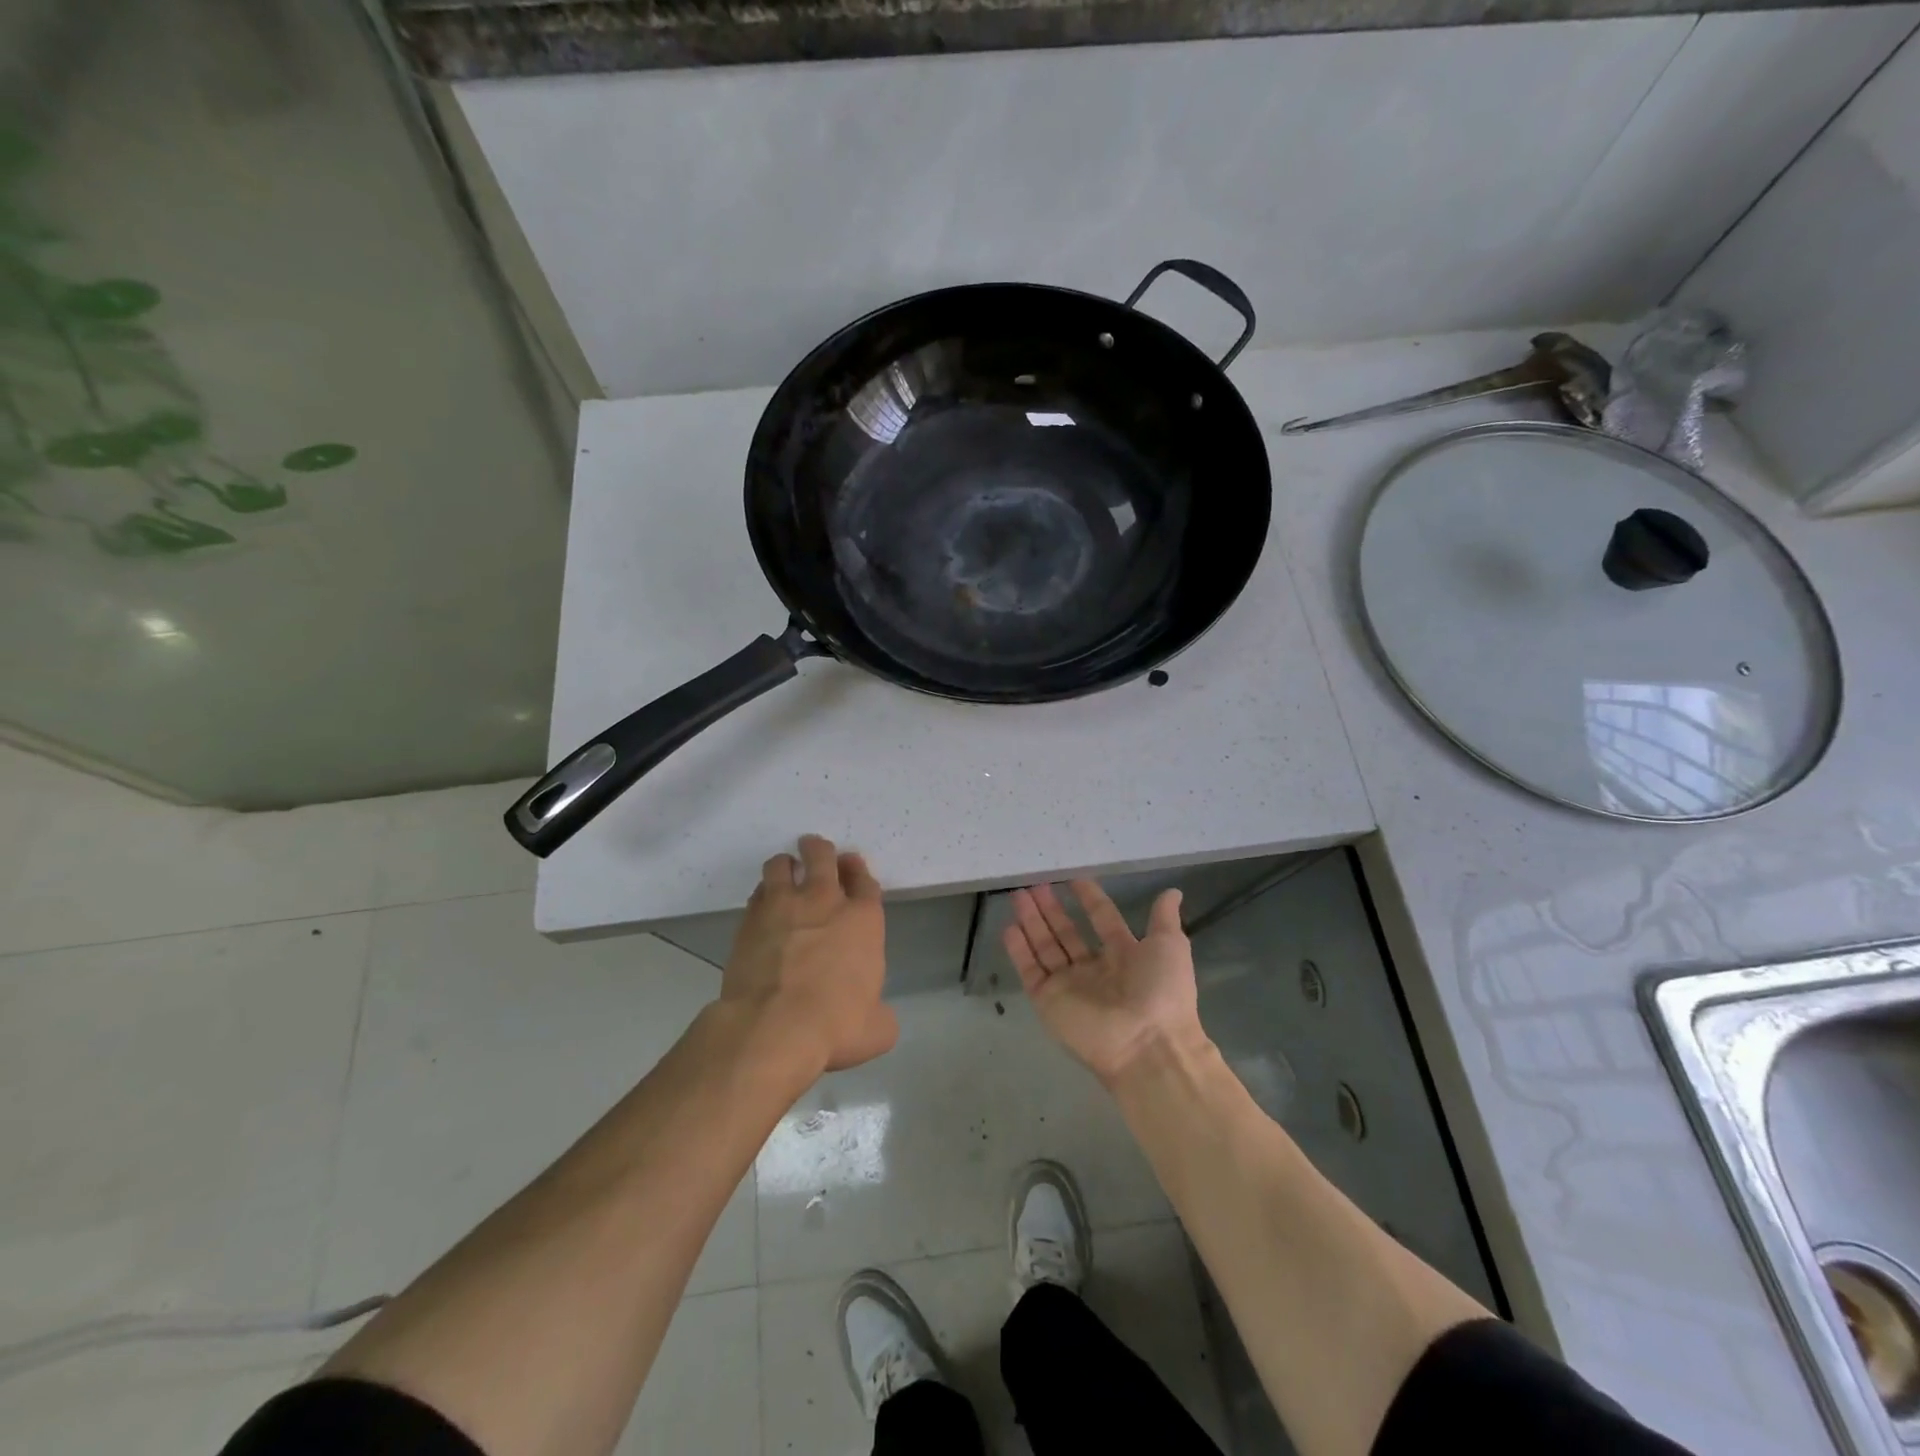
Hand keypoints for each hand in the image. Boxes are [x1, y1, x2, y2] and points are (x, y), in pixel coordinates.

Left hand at [721, 835, 896, 1074]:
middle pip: (823, 856)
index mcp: (863, 920)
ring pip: (782, 865)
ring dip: (786, 864)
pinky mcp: (750, 920)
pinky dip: (763, 893)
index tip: (852, 866)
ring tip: (784, 871)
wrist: (774, 1025)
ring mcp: (784, 906)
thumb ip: (881, 1015)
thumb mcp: (877, 1030)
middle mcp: (825, 902)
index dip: (858, 871)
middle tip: (815, 850)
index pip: (865, 881)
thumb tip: (877, 1017)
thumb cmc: (835, 1025)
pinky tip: (763, 903)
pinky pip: (757, 892)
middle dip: (819, 850)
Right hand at [1003, 880, 1210, 1086]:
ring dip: (1032, 921)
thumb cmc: (1161, 991)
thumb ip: (1164, 919)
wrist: (1146, 1044)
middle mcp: (1094, 969)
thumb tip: (1173, 892)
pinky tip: (1009, 927)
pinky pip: (1030, 971)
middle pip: (1067, 932)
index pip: (1102, 920)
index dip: (1089, 899)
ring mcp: (1069, 985)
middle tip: (1035, 884)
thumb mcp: (1170, 946)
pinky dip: (1019, 951)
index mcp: (1125, 956)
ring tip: (1018, 895)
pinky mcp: (1048, 1001)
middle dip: (1051, 908)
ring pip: (1045, 947)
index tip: (1073, 878)